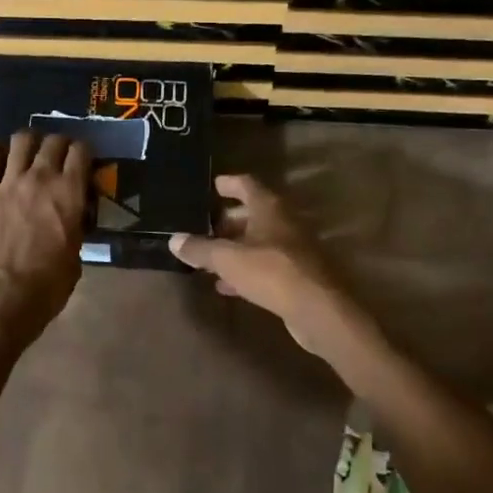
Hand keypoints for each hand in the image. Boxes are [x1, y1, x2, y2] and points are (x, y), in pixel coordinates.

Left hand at [0, 131, 91, 350]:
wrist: (4, 298)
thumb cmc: (49, 285)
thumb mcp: (77, 254)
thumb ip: (75, 226)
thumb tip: (72, 216)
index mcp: (70, 193)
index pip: (81, 152)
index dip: (84, 151)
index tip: (84, 159)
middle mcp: (41, 178)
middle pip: (53, 141)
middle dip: (60, 143)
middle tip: (59, 154)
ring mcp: (9, 183)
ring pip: (21, 140)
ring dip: (29, 141)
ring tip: (30, 150)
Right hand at [170, 174, 372, 358]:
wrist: (318, 309)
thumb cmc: (271, 272)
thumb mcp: (227, 259)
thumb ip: (200, 249)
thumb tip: (174, 240)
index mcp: (269, 208)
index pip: (246, 184)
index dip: (228, 183)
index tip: (212, 186)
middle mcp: (284, 222)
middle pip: (253, 213)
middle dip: (228, 220)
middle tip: (204, 226)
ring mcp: (294, 249)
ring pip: (259, 241)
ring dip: (236, 247)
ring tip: (209, 256)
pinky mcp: (298, 275)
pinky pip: (266, 266)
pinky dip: (246, 270)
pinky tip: (227, 285)